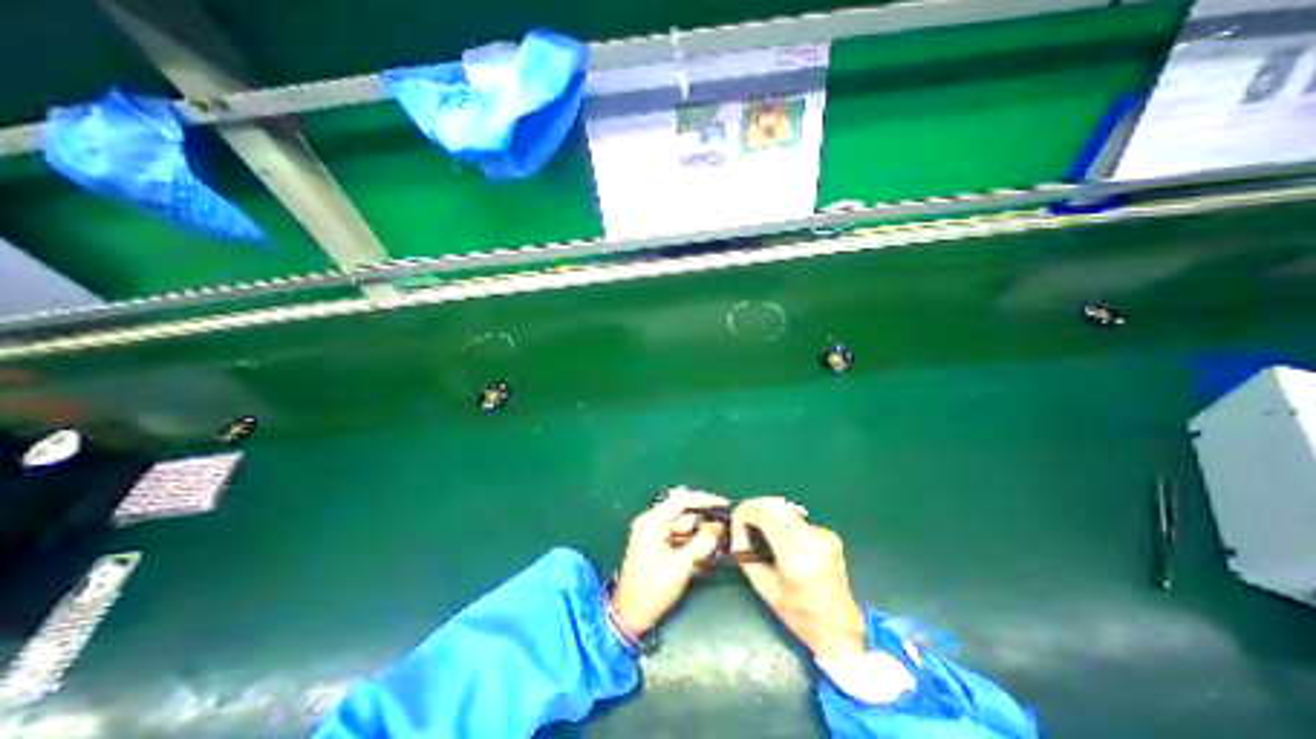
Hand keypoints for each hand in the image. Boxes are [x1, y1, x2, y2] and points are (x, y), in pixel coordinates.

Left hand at [609, 484, 728, 634]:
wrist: (630, 615)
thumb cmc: (653, 589)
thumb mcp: (681, 565)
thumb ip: (701, 543)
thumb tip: (718, 527)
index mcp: (652, 521)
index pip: (682, 500)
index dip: (705, 500)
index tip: (724, 503)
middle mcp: (651, 521)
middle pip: (683, 513)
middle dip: (704, 521)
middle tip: (725, 529)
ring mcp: (652, 532)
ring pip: (683, 526)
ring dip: (700, 533)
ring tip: (719, 543)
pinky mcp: (655, 543)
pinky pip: (678, 536)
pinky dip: (691, 542)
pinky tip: (705, 551)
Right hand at [730, 498, 866, 656]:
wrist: (840, 627)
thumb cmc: (799, 614)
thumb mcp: (765, 588)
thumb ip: (747, 558)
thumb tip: (736, 535)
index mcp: (796, 558)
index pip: (767, 520)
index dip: (747, 514)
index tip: (736, 518)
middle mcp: (813, 541)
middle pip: (778, 508)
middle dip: (756, 506)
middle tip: (742, 513)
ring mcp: (825, 536)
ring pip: (788, 512)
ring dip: (769, 513)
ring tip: (757, 523)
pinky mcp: (830, 535)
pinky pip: (798, 520)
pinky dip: (783, 522)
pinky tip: (779, 533)